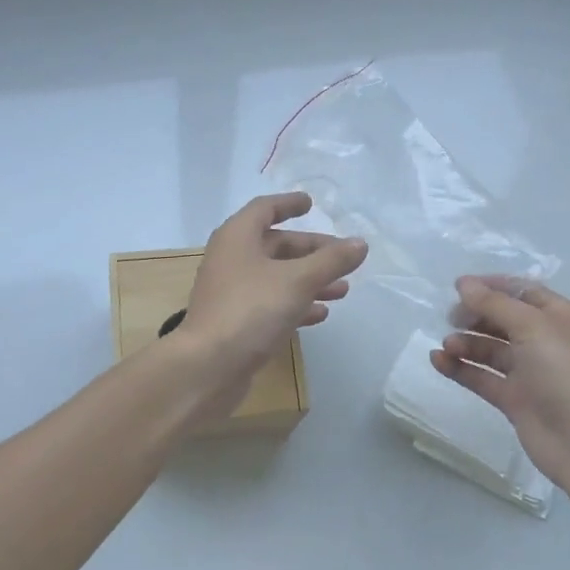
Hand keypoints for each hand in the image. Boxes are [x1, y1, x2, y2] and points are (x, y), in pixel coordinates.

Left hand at [177, 193, 367, 408]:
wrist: (209, 366)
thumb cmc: (251, 310)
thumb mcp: (298, 280)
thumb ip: (331, 261)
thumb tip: (360, 243)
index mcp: (237, 237)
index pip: (264, 209)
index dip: (288, 204)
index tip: (310, 203)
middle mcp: (231, 259)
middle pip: (275, 245)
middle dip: (310, 251)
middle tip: (343, 257)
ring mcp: (231, 292)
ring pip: (276, 277)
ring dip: (309, 280)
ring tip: (343, 290)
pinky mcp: (236, 321)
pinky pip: (270, 304)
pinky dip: (295, 304)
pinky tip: (320, 314)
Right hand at [431, 276, 569, 493]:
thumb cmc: (566, 373)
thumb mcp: (533, 327)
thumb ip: (495, 304)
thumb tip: (463, 283)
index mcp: (561, 318)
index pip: (524, 293)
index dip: (492, 287)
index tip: (459, 287)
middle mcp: (547, 342)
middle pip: (504, 320)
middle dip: (476, 316)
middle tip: (450, 317)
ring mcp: (531, 373)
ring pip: (491, 350)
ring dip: (467, 343)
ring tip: (447, 345)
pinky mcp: (515, 400)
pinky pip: (483, 377)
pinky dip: (461, 368)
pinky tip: (438, 361)